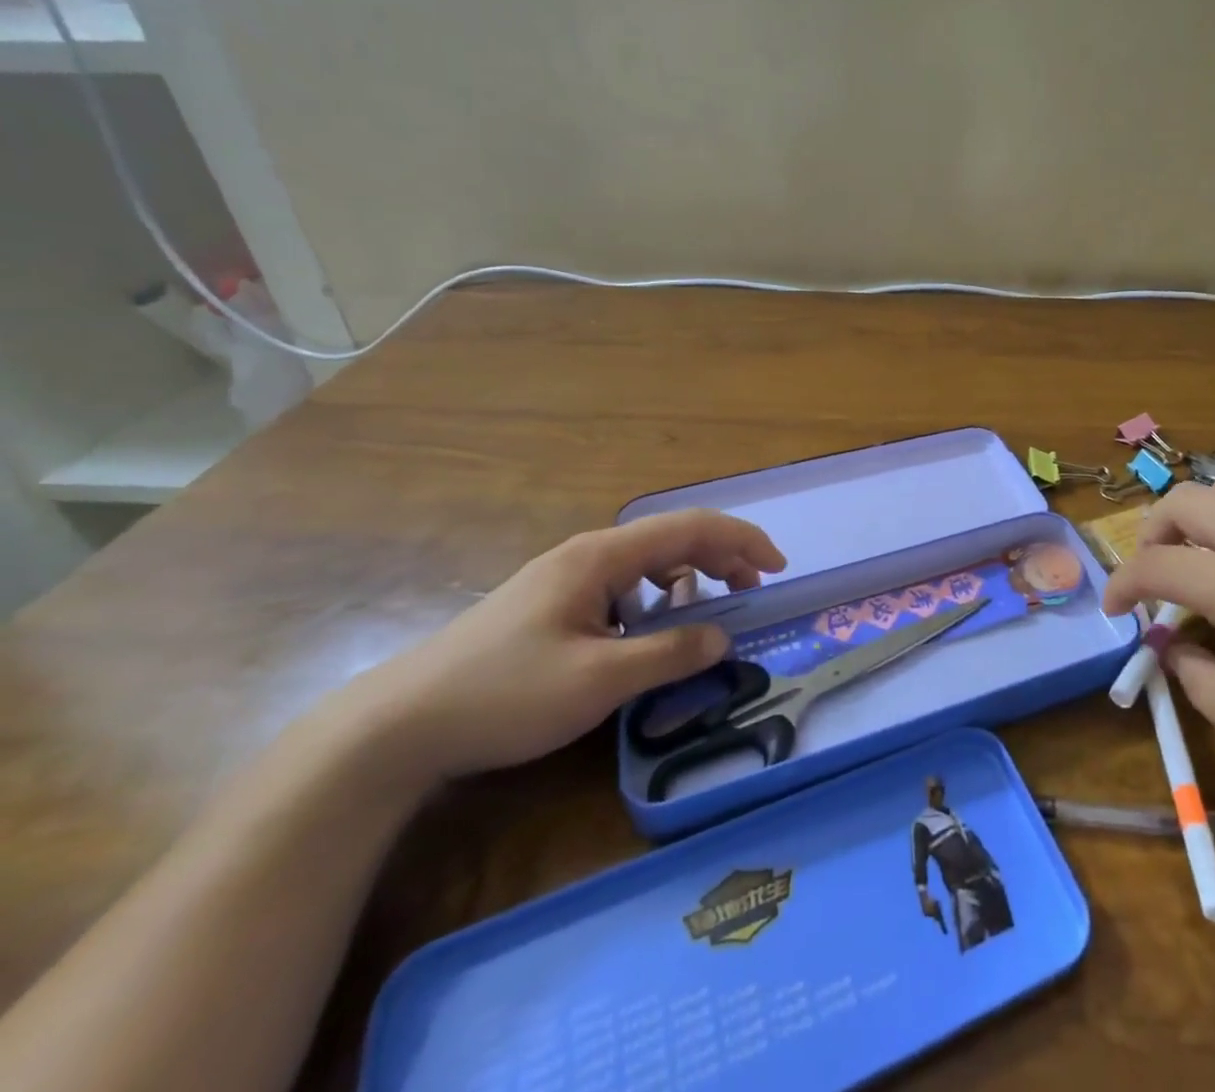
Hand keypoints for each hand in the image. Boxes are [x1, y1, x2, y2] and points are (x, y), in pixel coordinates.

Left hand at [339, 510, 785, 787]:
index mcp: (601, 557)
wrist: (398, 726)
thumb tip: (723, 636)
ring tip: (711, 609)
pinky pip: (623, 587)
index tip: (776, 569)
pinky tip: (652, 629)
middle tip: (754, 590)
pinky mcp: (551, 605)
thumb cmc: (505, 695)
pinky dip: (656, 598)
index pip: (689, 528)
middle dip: (722, 556)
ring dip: (690, 577)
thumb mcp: (599, 681)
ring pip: (647, 562)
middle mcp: (587, 554)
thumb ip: (670, 654)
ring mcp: (565, 578)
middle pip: (671, 538)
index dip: (741, 540)